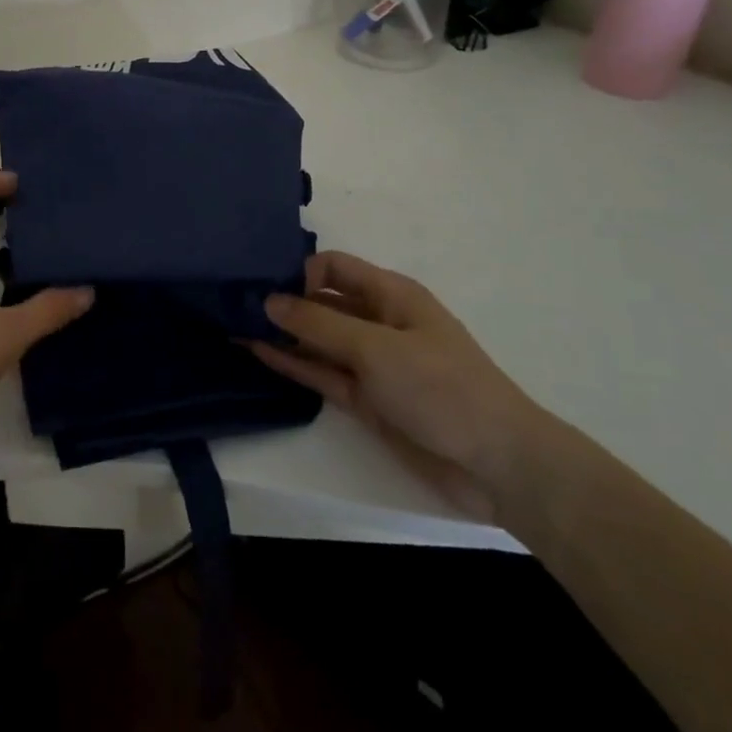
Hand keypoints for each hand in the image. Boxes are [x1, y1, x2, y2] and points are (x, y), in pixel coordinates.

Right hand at [249, 251, 546, 519]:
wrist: (498, 465)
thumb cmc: (441, 387)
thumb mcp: (376, 348)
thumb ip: (318, 324)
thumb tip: (269, 301)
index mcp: (391, 295)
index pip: (334, 267)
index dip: (299, 270)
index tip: (261, 283)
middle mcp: (378, 322)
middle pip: (322, 301)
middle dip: (283, 300)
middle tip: (233, 302)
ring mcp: (372, 363)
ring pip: (317, 339)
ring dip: (281, 333)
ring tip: (232, 324)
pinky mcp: (366, 399)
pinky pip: (322, 373)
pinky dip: (292, 363)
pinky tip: (256, 351)